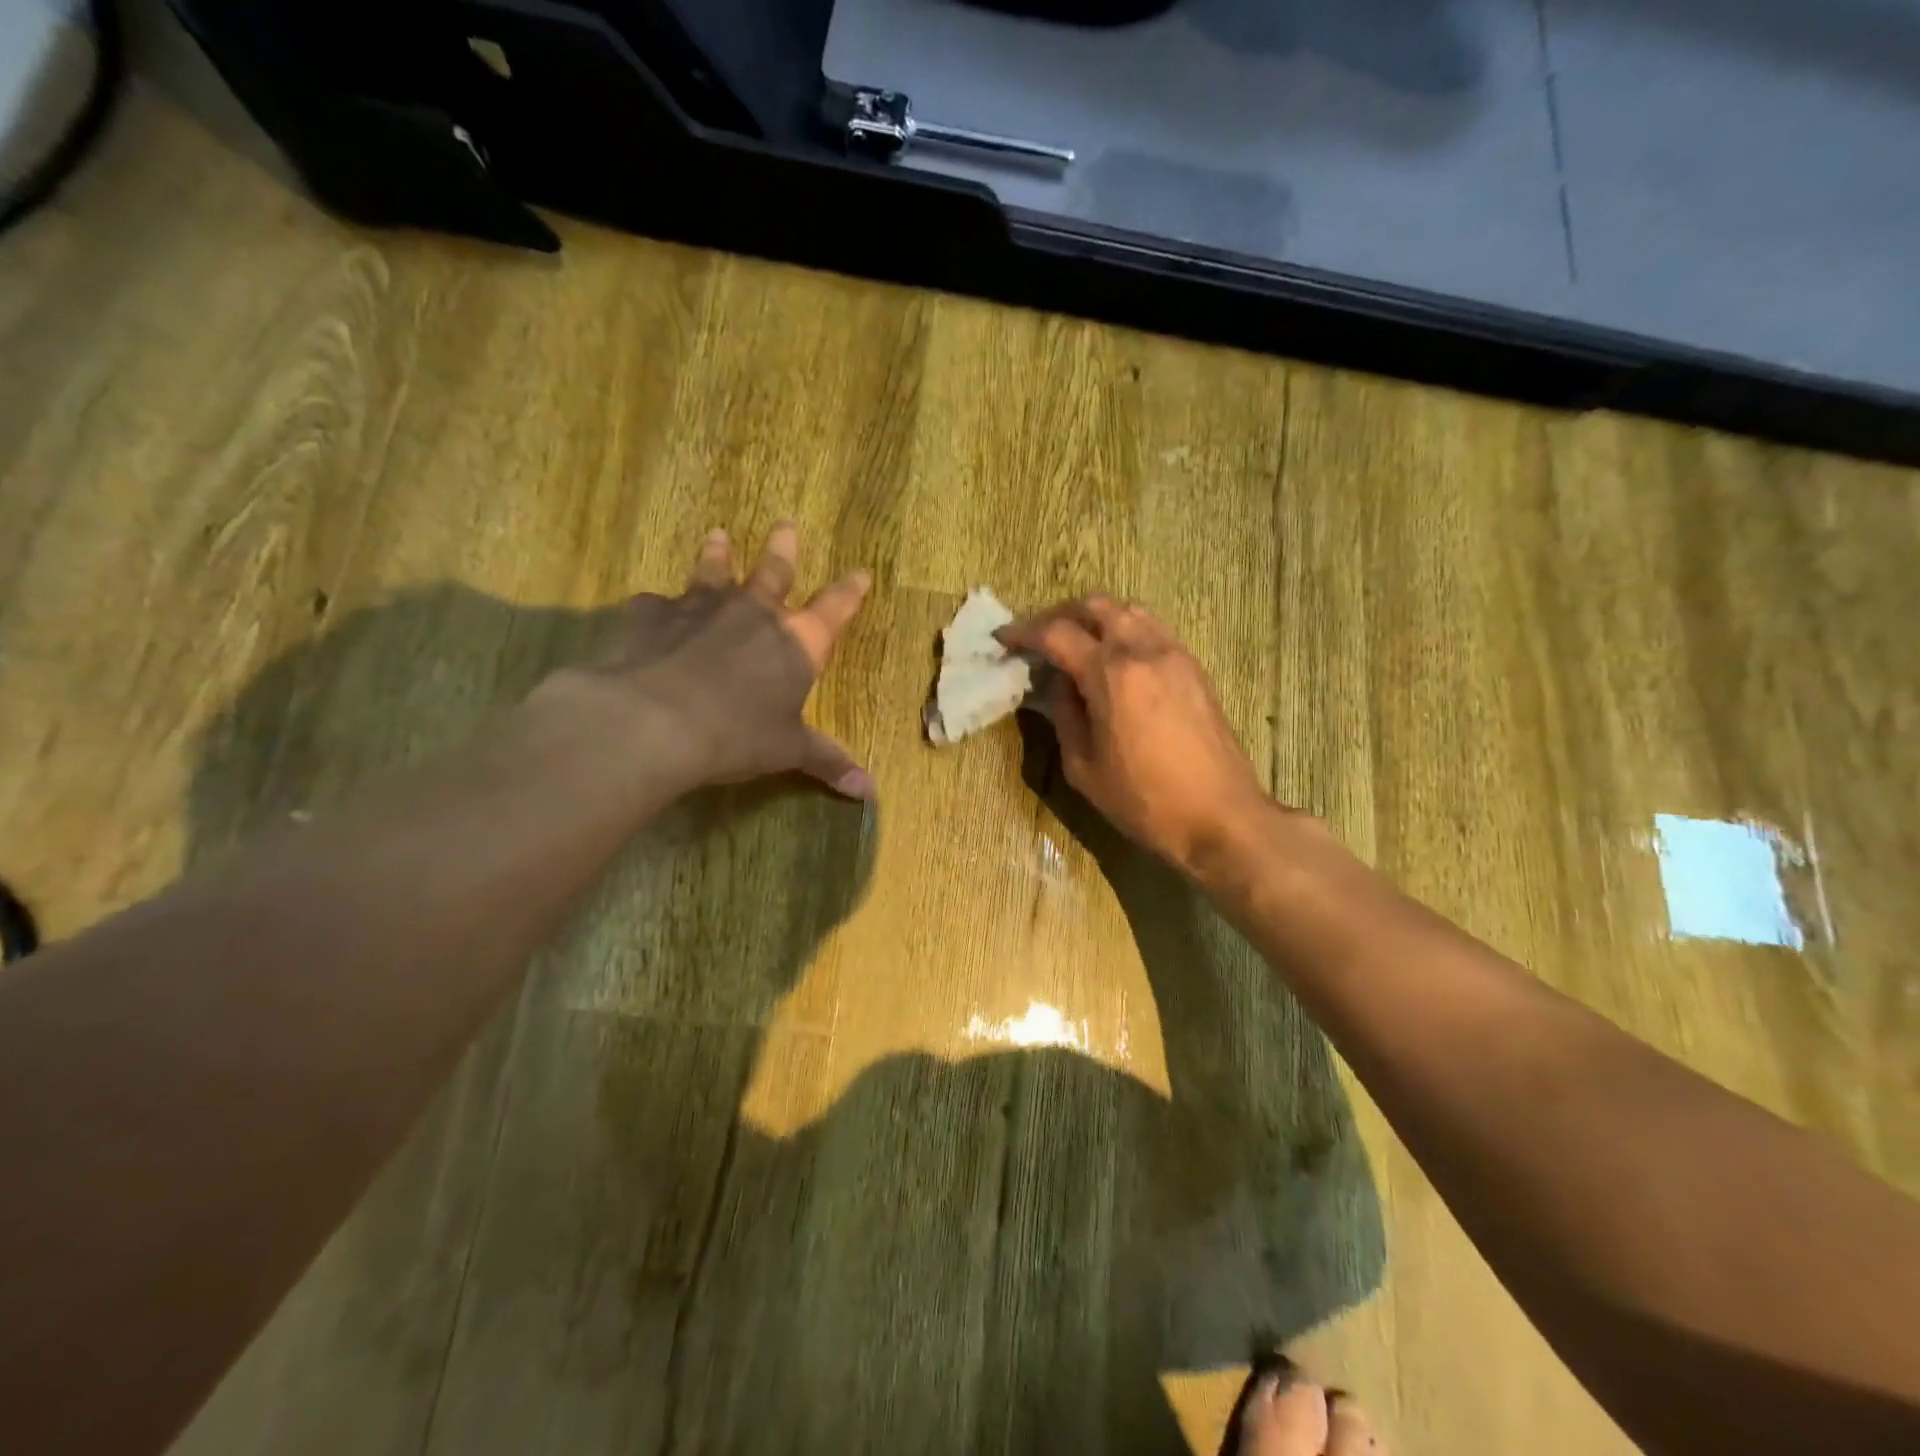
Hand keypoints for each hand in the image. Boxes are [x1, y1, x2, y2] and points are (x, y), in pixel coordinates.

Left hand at [574, 522, 874, 797]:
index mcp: (796, 642)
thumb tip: (870, 791)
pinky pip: (657, 603)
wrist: (655, 721)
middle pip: (774, 570)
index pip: (834, 610)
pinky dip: (659, 607)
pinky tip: (652, 609)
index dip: (850, 592)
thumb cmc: (738, 735)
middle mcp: (753, 612)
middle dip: (784, 548)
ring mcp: (700, 607)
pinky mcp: (651, 614)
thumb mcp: (788, 751)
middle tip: (786, 524)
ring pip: (714, 571)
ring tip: (718, 535)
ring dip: (719, 554)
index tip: (861, 573)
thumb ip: (828, 762)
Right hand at [999, 596, 1269, 873]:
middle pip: (1095, 606)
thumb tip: (1057, 684)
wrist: (1221, 817)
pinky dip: (1125, 630)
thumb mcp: (1084, 767)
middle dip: (1060, 615)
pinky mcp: (1193, 668)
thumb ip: (1064, 715)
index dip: (1024, 633)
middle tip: (1039, 639)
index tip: (1003, 638)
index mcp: (1110, 674)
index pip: (1057, 634)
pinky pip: (1152, 629)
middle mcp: (1143, 650)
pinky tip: (1114, 660)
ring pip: (1128, 611)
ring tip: (1076, 644)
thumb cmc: (1145, 801)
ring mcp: (1174, 654)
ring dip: (1095, 617)